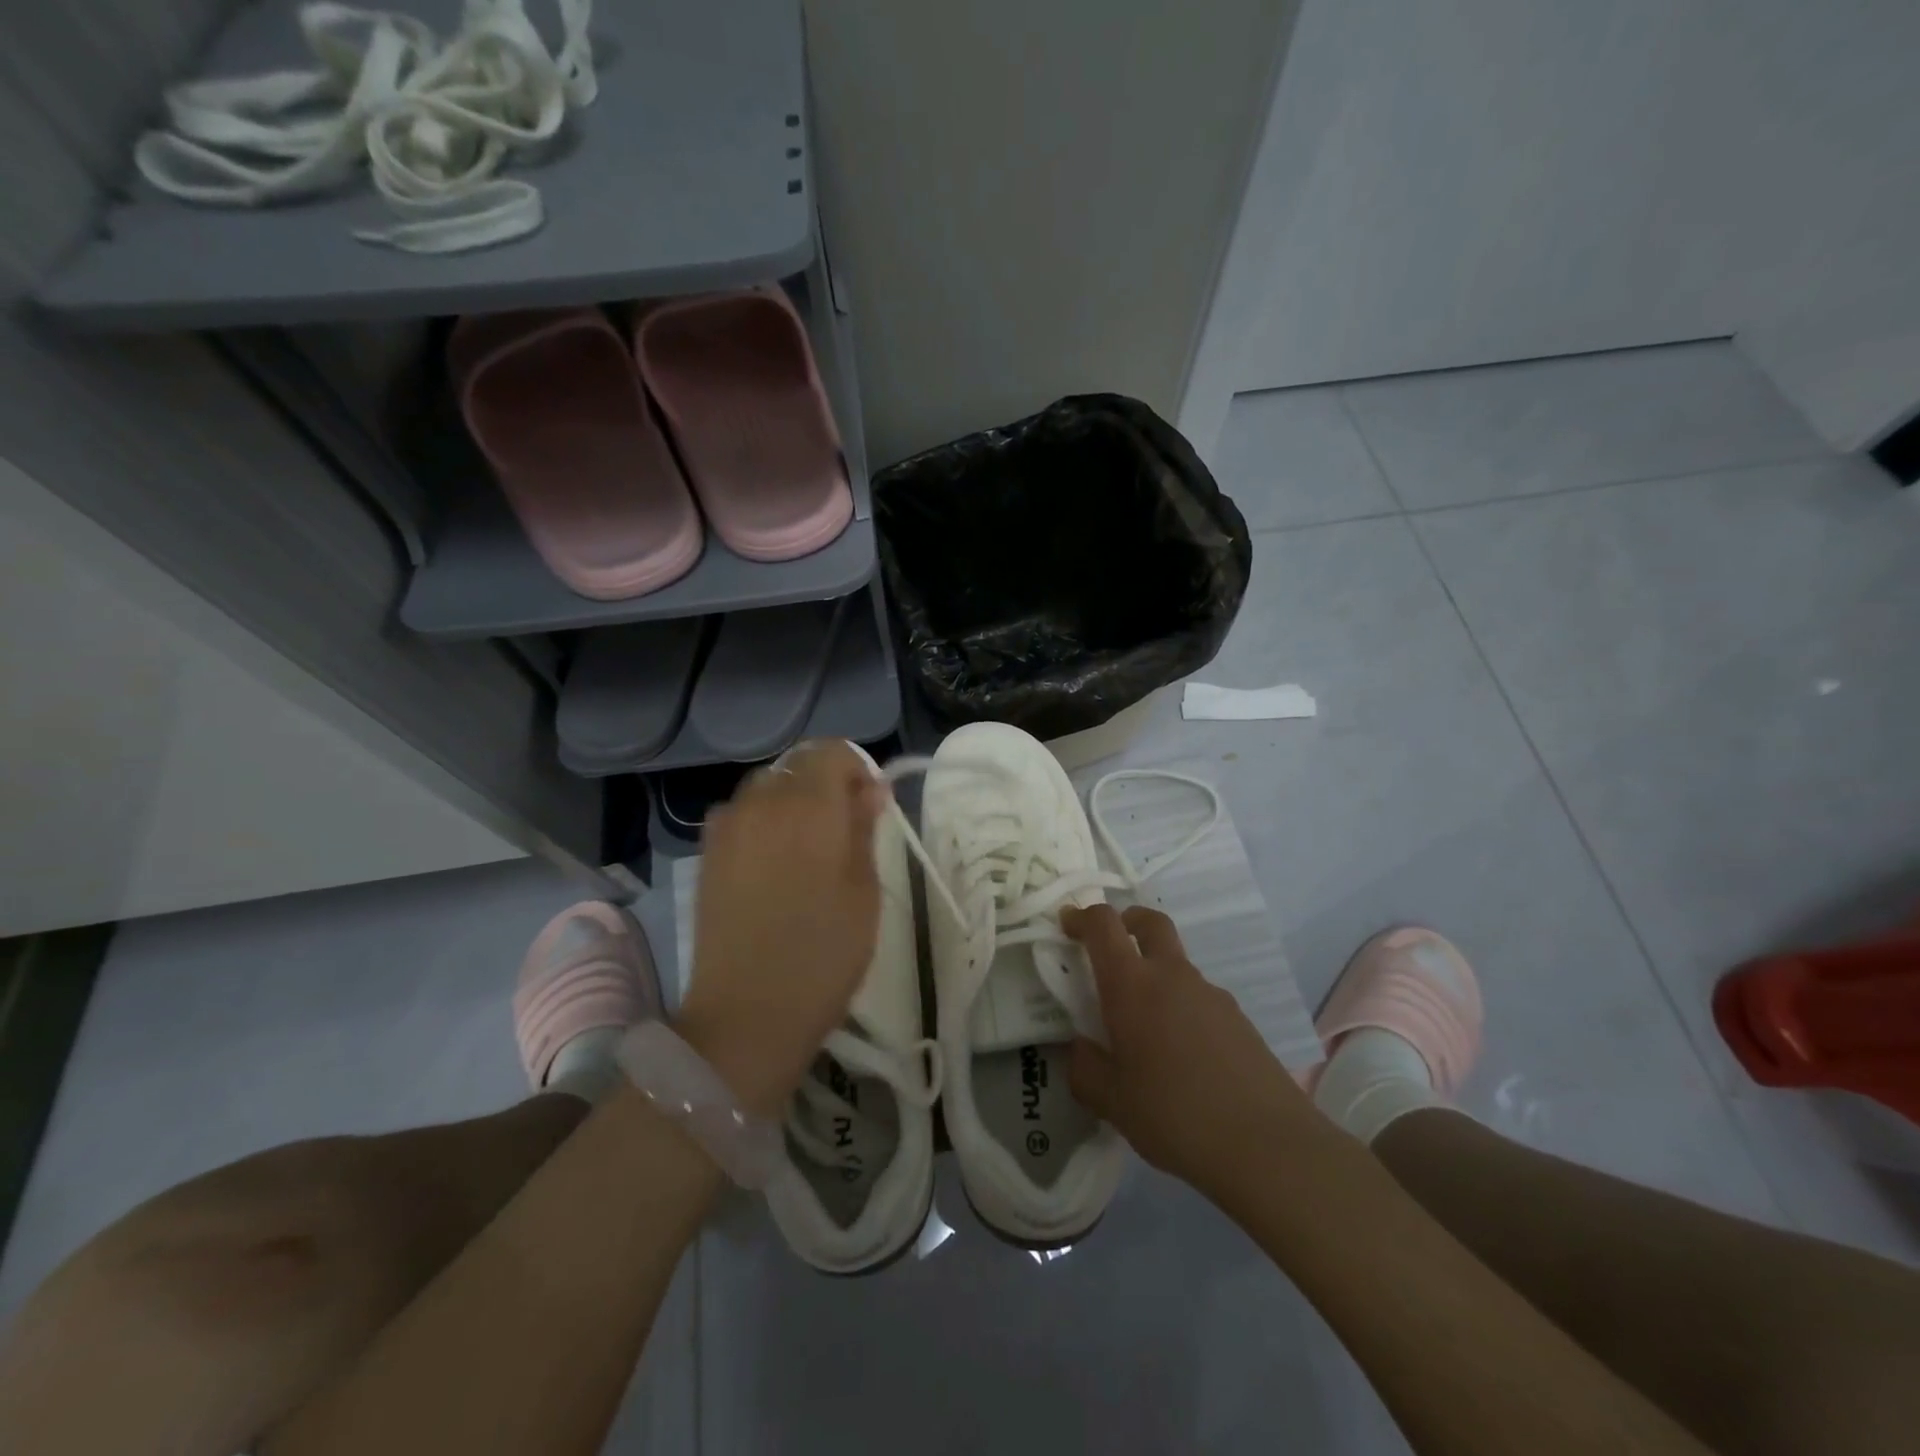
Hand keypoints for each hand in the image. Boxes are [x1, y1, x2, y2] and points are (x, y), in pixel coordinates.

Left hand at [677, 740, 886, 1114]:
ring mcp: (727, 826)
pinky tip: (773, 862)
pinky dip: (763, 820)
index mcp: (809, 806)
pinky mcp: (707, 853)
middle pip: (797, 764)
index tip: (870, 805)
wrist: (746, 1014)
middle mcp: (762, 802)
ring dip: (792, 799)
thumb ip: (864, 829)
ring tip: (807, 847)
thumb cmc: (823, 954)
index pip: (833, 752)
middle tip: (844, 828)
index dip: (857, 769)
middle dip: (825, 782)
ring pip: (766, 787)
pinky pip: (741, 814)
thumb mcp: (864, 892)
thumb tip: (870, 790)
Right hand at [1063, 904, 1318, 1199]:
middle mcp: (1172, 975)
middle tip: (1110, 948)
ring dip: (1155, 973)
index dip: (1082, 916)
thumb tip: (1080, 1048)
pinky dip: (1180, 1006)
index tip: (1067, 925)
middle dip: (1127, 921)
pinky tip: (1181, 1056)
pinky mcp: (1238, 1018)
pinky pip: (1198, 997)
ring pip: (1176, 963)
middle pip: (1150, 922)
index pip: (1104, 925)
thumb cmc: (1174, 1115)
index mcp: (1132, 985)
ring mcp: (1211, 994)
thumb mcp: (1112, 1102)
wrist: (1267, 1145)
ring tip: (1144, 1027)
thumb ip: (1085, 1069)